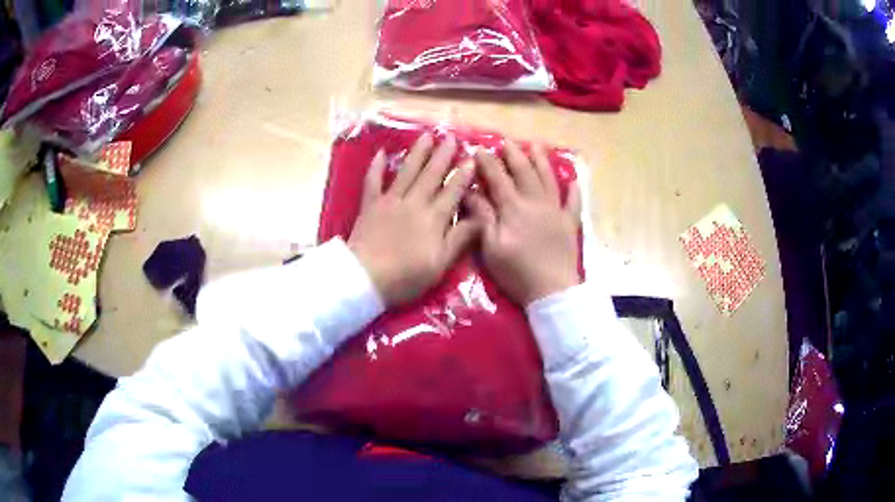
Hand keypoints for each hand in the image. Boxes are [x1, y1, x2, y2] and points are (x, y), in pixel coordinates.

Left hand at [349, 133, 478, 305]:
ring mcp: (390, 201)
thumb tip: (481, 218)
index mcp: (434, 218)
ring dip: (417, 153)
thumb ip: (459, 239)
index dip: (463, 175)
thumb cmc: (406, 276)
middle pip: (431, 175)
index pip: (453, 191)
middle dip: (443, 155)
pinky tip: (382, 153)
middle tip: (451, 137)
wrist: (366, 278)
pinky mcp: (370, 206)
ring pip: (407, 172)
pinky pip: (373, 182)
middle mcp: (414, 203)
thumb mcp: (440, 264)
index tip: (472, 158)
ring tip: (426, 136)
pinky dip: (376, 167)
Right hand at [467, 142, 581, 305]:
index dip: (488, 163)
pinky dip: (574, 189)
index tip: (479, 149)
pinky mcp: (569, 223)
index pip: (498, 178)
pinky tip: (574, 180)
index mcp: (514, 208)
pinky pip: (574, 202)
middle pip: (524, 172)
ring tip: (536, 146)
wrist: (552, 290)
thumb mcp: (491, 247)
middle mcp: (536, 203)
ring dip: (541, 161)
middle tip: (506, 142)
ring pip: (549, 179)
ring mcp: (556, 211)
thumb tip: (471, 192)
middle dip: (514, 155)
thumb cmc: (517, 272)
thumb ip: (483, 217)